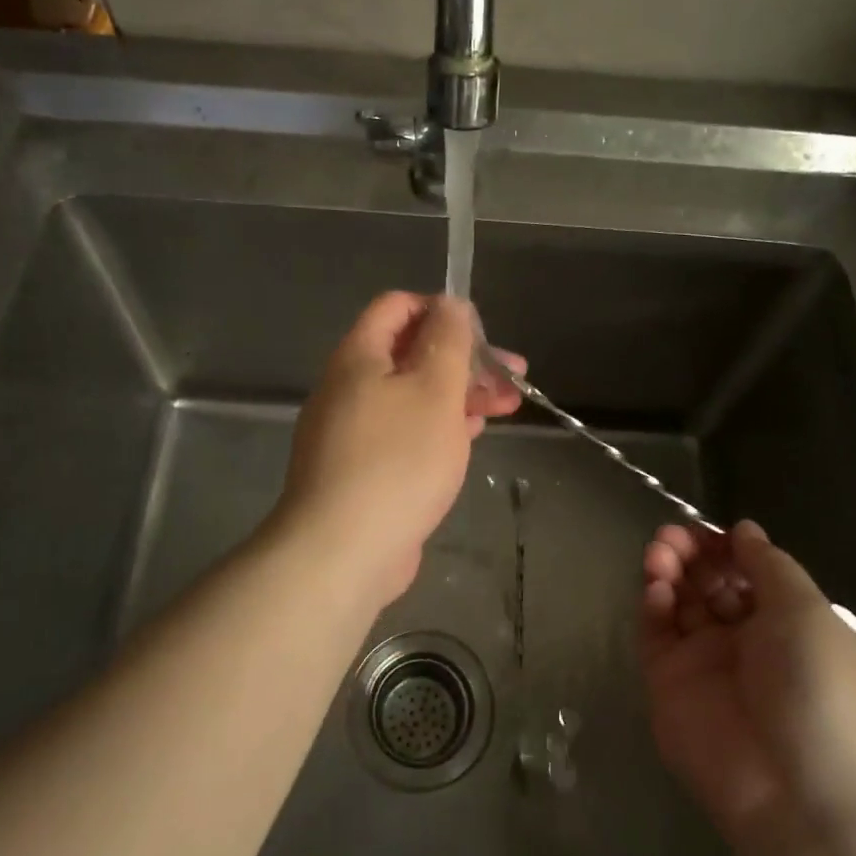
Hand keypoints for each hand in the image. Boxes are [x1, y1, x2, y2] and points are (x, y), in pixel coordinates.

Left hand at [274, 292, 524, 606]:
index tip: (482, 333)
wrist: (343, 552)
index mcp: (358, 357)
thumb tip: (450, 303)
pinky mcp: (363, 469)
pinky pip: (405, 432)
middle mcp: (349, 387)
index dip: (441, 309)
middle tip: (512, 373)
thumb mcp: (435, 390)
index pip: (397, 307)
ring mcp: (353, 431)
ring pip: (412, 396)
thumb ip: (448, 340)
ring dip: (459, 394)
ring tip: (506, 406)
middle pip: (410, 354)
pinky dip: (439, 426)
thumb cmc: (397, 460)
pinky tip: (470, 436)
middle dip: (464, 359)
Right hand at [642, 519, 855, 845]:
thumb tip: (745, 530)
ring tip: (659, 552)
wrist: (797, 790)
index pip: (750, 573)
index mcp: (791, 626)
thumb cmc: (819, 688)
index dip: (728, 548)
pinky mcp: (669, 684)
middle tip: (673, 537)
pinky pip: (656, 635)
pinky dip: (653, 605)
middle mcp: (747, 642)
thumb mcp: (808, 612)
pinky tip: (657, 589)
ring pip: (679, 603)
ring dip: (669, 570)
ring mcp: (706, 663)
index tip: (709, 530)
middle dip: (692, 554)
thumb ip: (770, 565)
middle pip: (710, 583)